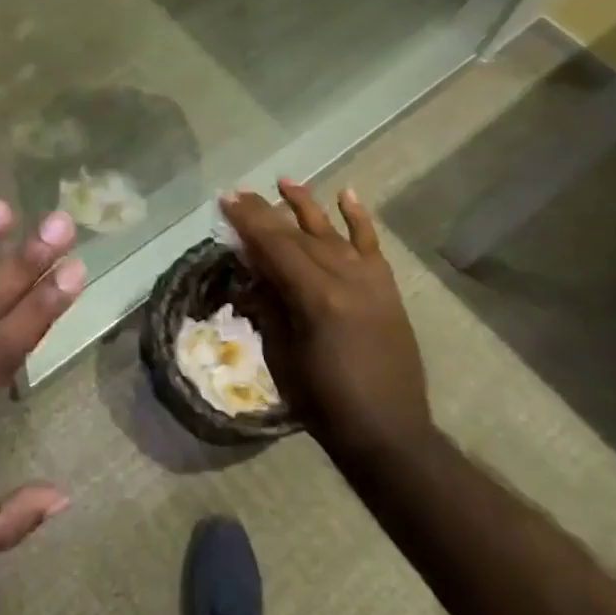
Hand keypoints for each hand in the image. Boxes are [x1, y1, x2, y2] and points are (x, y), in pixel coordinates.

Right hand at [219, 181, 431, 458]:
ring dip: (307, 206)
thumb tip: (251, 266)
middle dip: (266, 212)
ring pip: (332, 232)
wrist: (389, 432)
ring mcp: (371, 281)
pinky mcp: (387, 289)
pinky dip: (359, 219)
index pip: (275, 246)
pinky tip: (347, 195)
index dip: (248, 221)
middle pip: (298, 235)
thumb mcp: (281, 354)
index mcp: (316, 298)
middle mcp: (346, 279)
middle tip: (240, 193)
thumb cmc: (323, 401)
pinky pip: (371, 246)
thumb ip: (268, 304)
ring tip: (285, 182)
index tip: (226, 199)